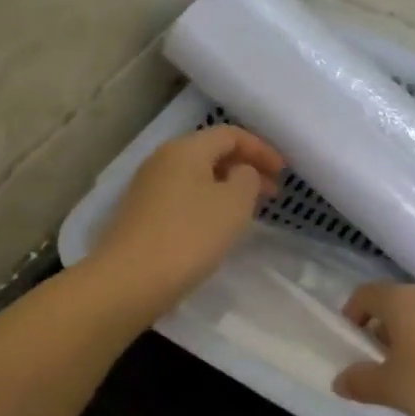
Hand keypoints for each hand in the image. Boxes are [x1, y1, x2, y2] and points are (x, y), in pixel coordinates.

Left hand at [88, 125, 284, 315]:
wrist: (130, 280)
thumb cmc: (190, 236)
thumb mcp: (234, 204)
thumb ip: (247, 178)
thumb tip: (240, 172)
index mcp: (185, 149)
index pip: (230, 134)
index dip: (261, 149)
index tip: (284, 172)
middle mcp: (162, 160)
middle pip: (211, 153)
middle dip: (245, 168)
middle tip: (272, 192)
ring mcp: (148, 188)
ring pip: (197, 177)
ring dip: (227, 188)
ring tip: (249, 210)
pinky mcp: (141, 214)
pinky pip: (183, 197)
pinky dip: (207, 203)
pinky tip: (217, 227)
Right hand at [332, 283, 414, 415]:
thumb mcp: (392, 389)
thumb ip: (362, 382)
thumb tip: (340, 379)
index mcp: (400, 300)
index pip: (365, 294)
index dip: (352, 314)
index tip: (350, 342)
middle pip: (394, 305)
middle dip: (381, 333)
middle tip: (377, 367)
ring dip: (410, 342)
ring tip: (410, 379)